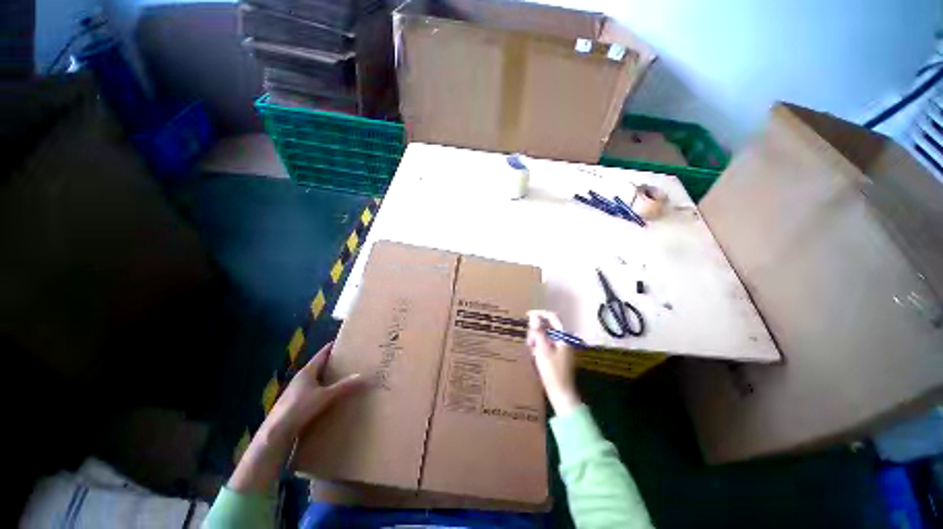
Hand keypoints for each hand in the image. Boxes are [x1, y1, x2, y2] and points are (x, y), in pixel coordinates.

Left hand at [228, 341, 365, 494]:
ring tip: (341, 377)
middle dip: (331, 362)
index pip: (322, 354)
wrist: (276, 432)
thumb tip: (362, 376)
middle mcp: (301, 378)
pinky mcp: (294, 403)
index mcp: (307, 371)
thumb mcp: (325, 396)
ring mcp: (295, 391)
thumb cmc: (300, 408)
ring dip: (326, 377)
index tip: (343, 342)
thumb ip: (343, 386)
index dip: (332, 347)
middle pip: (318, 366)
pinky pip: (311, 391)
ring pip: (314, 379)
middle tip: (347, 359)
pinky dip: (321, 389)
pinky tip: (328, 396)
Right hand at [527, 310, 580, 415]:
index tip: (527, 315)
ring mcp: (561, 346)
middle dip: (536, 329)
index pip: (552, 316)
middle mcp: (564, 338)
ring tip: (531, 348)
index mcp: (564, 336)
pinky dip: (539, 344)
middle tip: (529, 340)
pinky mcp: (557, 353)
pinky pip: (546, 342)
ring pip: (546, 334)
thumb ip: (538, 332)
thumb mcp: (542, 350)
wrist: (561, 393)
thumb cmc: (552, 372)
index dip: (540, 313)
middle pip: (548, 325)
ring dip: (537, 337)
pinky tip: (534, 353)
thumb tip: (533, 316)